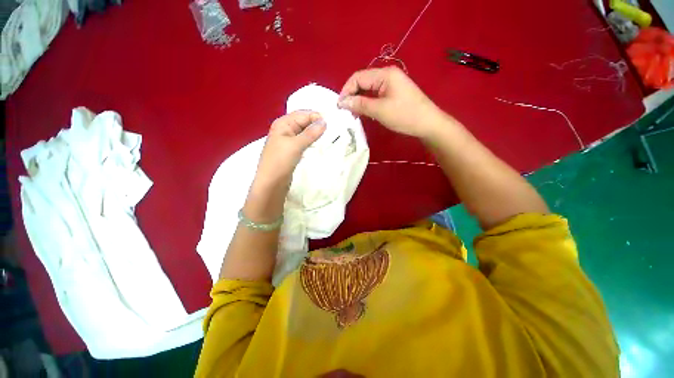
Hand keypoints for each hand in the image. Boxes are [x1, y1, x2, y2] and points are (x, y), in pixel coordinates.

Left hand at [253, 110, 325, 190]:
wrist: (271, 184)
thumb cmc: (280, 162)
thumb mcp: (296, 145)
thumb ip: (310, 133)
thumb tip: (324, 121)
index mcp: (283, 123)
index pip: (304, 114)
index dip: (317, 117)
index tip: (332, 124)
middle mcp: (285, 129)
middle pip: (304, 122)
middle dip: (317, 125)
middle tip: (333, 131)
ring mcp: (288, 141)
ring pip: (305, 132)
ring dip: (316, 134)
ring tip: (329, 137)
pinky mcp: (292, 151)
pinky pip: (304, 142)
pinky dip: (312, 142)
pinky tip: (320, 145)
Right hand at [337, 66, 446, 139]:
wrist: (428, 123)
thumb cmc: (405, 115)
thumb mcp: (380, 110)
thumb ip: (360, 104)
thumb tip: (343, 102)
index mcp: (385, 74)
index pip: (358, 77)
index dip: (346, 90)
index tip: (339, 106)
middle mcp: (387, 75)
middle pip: (363, 82)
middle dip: (352, 95)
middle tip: (345, 111)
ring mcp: (391, 84)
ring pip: (368, 89)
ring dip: (359, 100)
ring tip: (352, 113)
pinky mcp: (393, 93)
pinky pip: (375, 95)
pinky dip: (367, 103)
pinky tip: (363, 112)